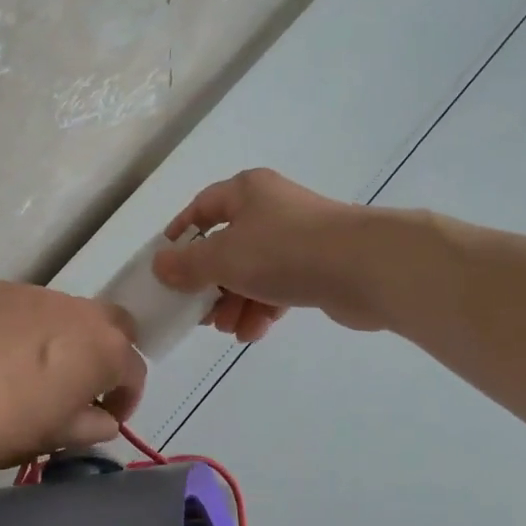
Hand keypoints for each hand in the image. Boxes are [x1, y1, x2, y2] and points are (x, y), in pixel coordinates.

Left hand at [0, 282, 144, 474]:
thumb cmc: (10, 427)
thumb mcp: (61, 436)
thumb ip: (94, 424)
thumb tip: (102, 418)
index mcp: (105, 348)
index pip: (133, 369)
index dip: (124, 397)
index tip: (105, 415)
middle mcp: (79, 310)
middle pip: (111, 323)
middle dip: (105, 350)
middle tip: (80, 380)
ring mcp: (37, 293)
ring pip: (65, 311)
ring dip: (63, 335)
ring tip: (32, 365)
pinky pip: (25, 306)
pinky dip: (23, 324)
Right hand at [153, 168, 388, 338]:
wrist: (365, 267)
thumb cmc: (283, 251)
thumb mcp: (223, 257)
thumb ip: (187, 265)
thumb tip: (160, 266)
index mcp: (246, 192)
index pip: (202, 207)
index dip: (181, 234)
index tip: (166, 264)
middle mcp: (271, 208)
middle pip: (227, 245)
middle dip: (210, 283)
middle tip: (198, 310)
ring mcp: (298, 238)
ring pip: (253, 270)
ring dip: (235, 302)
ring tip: (227, 329)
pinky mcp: (319, 267)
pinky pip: (279, 286)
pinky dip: (263, 307)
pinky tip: (253, 332)